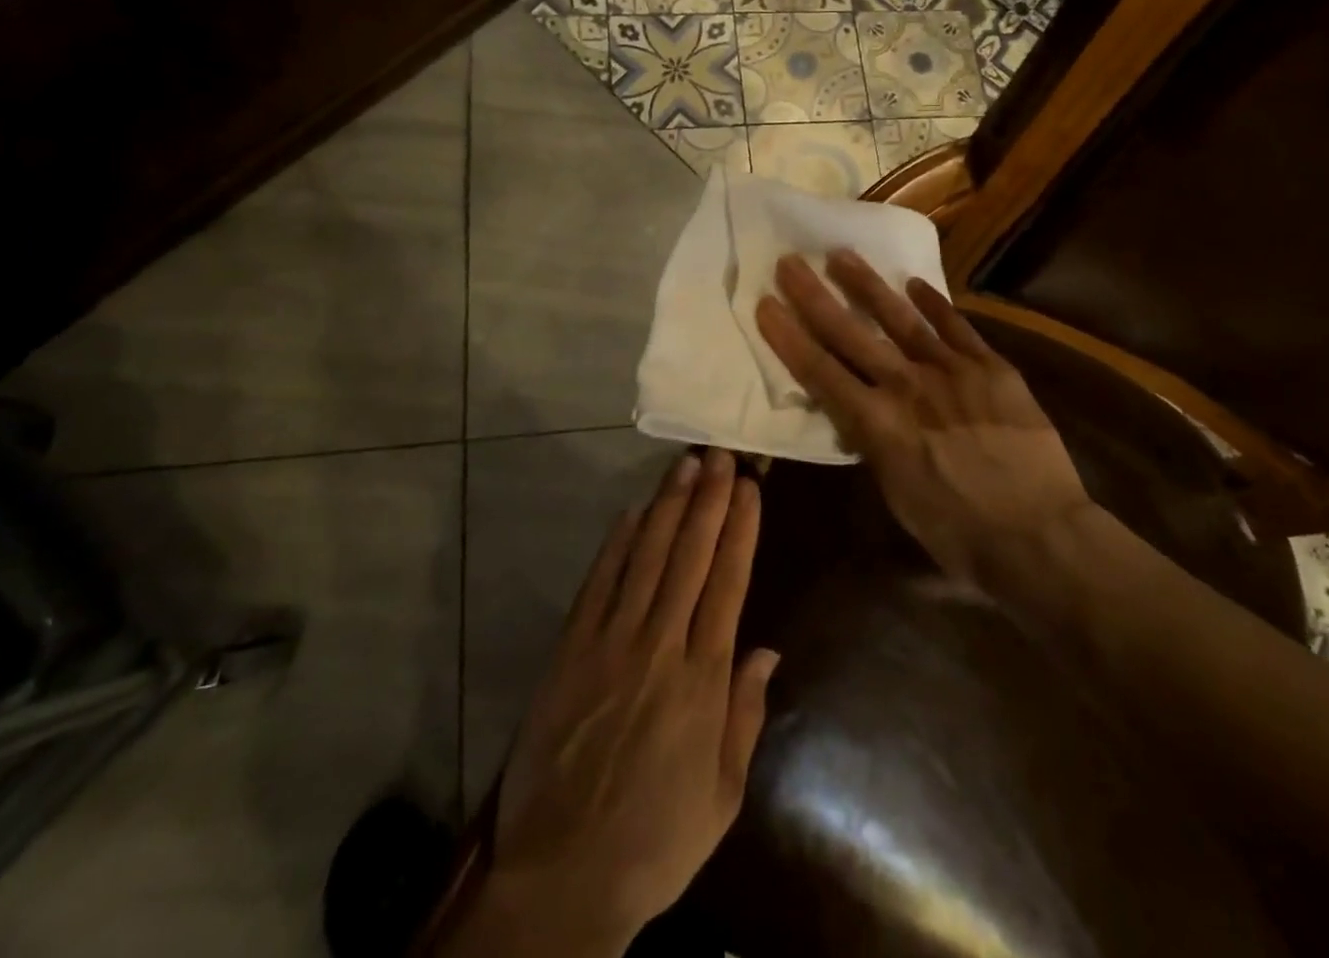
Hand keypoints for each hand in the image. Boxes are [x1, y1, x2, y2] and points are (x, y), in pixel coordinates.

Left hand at [488, 449, 777, 953]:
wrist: (561, 875)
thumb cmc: (655, 840)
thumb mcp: (722, 795)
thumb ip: (745, 715)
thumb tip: (767, 649)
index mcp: (703, 680)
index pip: (728, 583)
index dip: (740, 530)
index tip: (750, 489)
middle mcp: (660, 646)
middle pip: (690, 556)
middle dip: (709, 500)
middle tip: (721, 454)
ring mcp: (611, 643)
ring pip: (646, 557)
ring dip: (668, 506)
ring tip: (686, 466)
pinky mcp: (571, 649)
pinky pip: (599, 583)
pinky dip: (617, 543)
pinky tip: (633, 512)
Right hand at [756, 249, 1090, 584]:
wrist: (1039, 535)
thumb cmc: (959, 533)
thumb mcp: (896, 497)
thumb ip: (873, 447)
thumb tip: (860, 418)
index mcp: (877, 424)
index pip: (820, 372)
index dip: (789, 337)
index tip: (766, 305)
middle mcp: (907, 387)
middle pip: (851, 334)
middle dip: (815, 297)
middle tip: (791, 262)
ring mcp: (952, 371)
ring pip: (901, 318)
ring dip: (868, 285)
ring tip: (842, 255)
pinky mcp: (991, 367)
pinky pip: (958, 327)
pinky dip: (935, 304)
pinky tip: (916, 284)